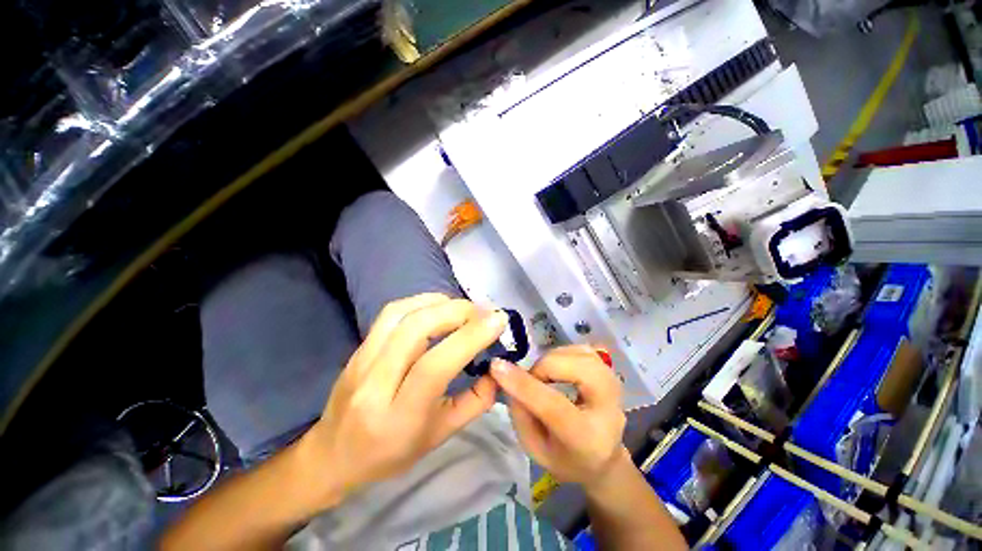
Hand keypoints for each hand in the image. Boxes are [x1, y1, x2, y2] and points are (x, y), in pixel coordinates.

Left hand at [296, 293, 507, 506]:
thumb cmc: (392, 453)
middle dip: (458, 312)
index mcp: (399, 417)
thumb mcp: (441, 436)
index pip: (435, 366)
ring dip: (439, 302)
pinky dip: (420, 301)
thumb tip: (497, 367)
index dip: (470, 337)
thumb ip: (476, 402)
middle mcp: (375, 384)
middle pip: (416, 329)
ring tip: (464, 307)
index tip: (498, 320)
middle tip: (484, 311)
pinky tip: (438, 306)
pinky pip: (390, 313)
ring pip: (401, 314)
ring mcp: (361, 361)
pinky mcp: (358, 347)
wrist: (333, 455)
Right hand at [489, 346, 625, 490]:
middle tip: (532, 382)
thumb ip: (519, 411)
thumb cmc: (565, 458)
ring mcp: (614, 384)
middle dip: (543, 368)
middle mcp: (609, 407)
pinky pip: (581, 349)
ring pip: (577, 353)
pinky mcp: (610, 370)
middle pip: (574, 368)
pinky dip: (562, 354)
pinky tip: (558, 370)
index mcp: (587, 438)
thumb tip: (504, 372)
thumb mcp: (534, 447)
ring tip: (545, 378)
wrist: (603, 458)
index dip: (524, 384)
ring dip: (551, 361)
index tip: (496, 366)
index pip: (554, 406)